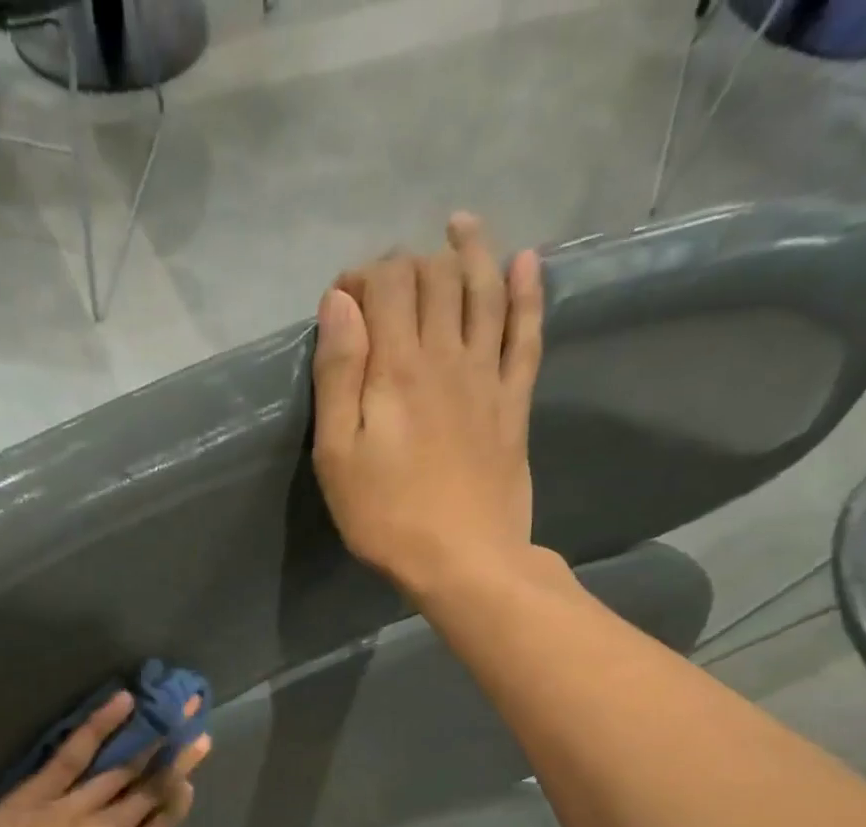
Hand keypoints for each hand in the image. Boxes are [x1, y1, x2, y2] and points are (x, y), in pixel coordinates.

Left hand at [0, 691, 209, 826]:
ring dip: (151, 738)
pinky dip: (101, 725)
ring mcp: (77, 810)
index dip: (180, 794)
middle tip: (197, 728)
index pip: (165, 821)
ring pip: (122, 768)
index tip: (190, 774)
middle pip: (152, 788)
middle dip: (178, 757)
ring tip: (172, 711)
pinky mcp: (39, 795)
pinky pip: (74, 754)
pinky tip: (124, 702)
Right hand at [310, 213, 543, 594]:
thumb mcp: (337, 456)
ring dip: (471, 251)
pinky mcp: (515, 402)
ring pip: (485, 290)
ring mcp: (488, 375)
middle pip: (434, 277)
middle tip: (388, 282)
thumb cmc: (386, 517)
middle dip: (408, 262)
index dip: (362, 275)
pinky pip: (528, 333)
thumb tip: (339, 303)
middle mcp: (447, 355)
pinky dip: (529, 292)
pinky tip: (526, 263)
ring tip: (461, 226)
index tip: (343, 300)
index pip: (385, 284)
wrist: (464, 560)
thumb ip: (337, 375)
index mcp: (397, 367)